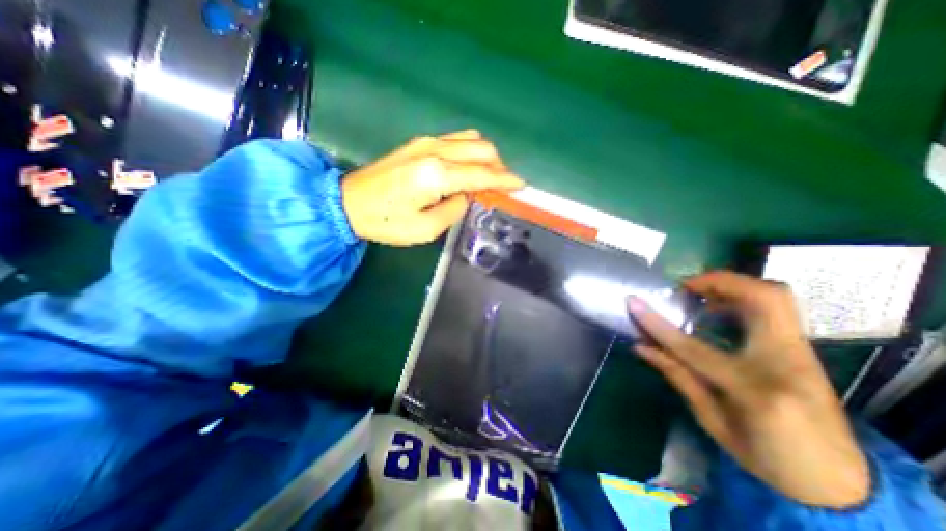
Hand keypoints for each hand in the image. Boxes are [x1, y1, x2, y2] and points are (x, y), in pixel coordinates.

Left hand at [339, 129, 523, 244]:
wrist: (348, 202)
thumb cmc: (387, 222)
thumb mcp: (426, 229)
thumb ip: (454, 209)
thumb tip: (465, 195)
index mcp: (437, 175)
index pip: (483, 174)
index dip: (506, 180)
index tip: (522, 186)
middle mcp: (436, 151)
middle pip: (482, 149)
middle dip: (499, 166)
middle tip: (504, 185)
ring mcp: (427, 142)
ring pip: (471, 140)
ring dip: (486, 156)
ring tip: (489, 177)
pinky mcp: (419, 142)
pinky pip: (456, 140)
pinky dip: (470, 151)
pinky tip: (469, 167)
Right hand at [627, 271, 871, 506]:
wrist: (840, 482)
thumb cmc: (767, 456)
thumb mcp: (713, 422)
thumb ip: (678, 377)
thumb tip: (641, 346)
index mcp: (755, 392)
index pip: (694, 348)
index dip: (657, 324)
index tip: (633, 302)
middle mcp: (787, 362)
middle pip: (763, 299)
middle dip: (718, 282)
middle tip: (685, 288)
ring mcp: (802, 352)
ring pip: (775, 295)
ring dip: (732, 285)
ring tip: (699, 296)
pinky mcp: (803, 348)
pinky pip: (775, 307)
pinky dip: (742, 298)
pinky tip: (719, 312)